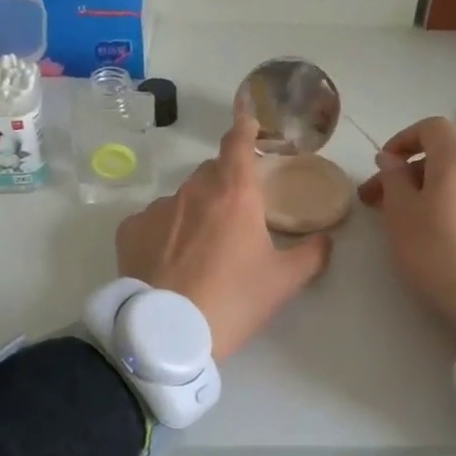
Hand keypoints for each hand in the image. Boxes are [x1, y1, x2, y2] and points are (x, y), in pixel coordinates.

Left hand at [116, 107, 332, 359]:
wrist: (168, 334)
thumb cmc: (233, 301)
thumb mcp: (283, 282)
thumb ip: (312, 254)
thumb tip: (326, 239)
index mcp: (234, 194)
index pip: (238, 143)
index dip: (245, 129)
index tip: (248, 121)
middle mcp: (194, 191)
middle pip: (211, 172)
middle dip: (225, 184)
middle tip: (236, 216)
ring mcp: (158, 209)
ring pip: (182, 199)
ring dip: (195, 212)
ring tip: (201, 251)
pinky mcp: (130, 230)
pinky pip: (153, 221)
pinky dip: (164, 232)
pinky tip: (168, 262)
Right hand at [357, 116, 455, 333]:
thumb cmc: (438, 253)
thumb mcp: (401, 216)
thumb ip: (393, 179)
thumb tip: (391, 159)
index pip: (431, 128)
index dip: (403, 140)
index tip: (384, 165)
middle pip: (444, 157)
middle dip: (410, 174)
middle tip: (381, 203)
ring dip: (433, 191)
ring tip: (412, 222)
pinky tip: (444, 234)